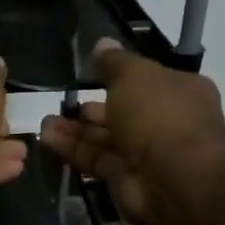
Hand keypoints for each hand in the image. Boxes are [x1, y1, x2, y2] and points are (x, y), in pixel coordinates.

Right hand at [39, 40, 224, 224]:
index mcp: (180, 91)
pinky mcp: (124, 178)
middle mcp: (164, 121)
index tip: (89, 70)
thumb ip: (114, 62)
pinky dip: (72, 149)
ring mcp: (145, 152)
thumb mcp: (134, 75)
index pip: (146, 79)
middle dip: (91, 105)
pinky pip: (95, 158)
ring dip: (75, 128)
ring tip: (44, 121)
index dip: (119, 74)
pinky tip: (46, 138)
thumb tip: (102, 43)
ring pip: (104, 136)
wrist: (174, 180)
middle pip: (122, 110)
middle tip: (61, 100)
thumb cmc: (160, 115)